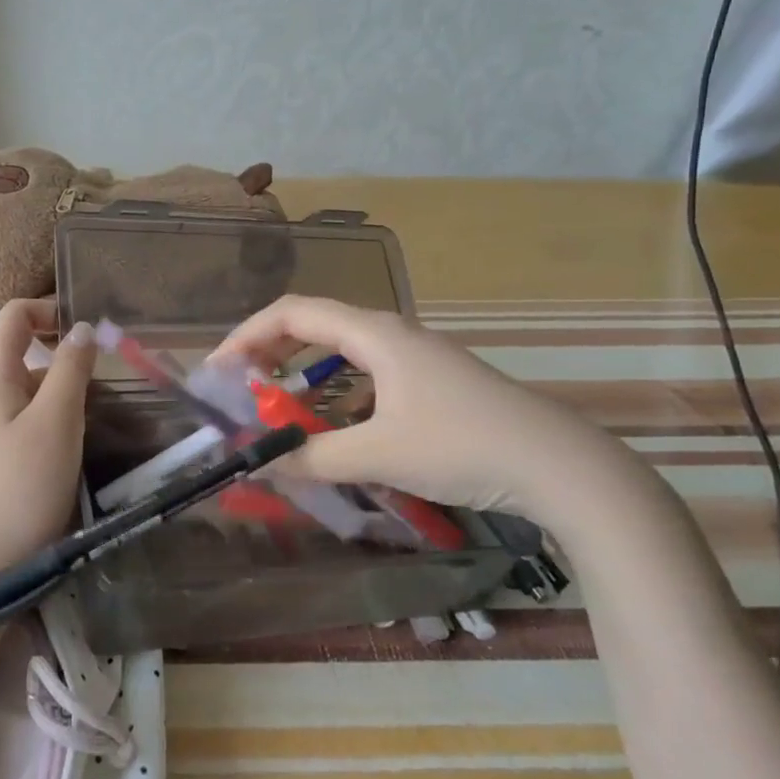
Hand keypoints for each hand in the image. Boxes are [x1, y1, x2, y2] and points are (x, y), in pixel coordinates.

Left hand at [0, 301, 95, 586]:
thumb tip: (81, 328)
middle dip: (65, 358)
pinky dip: (53, 418)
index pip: (14, 316)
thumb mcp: (57, 420)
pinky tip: (76, 444)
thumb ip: (70, 368)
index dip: (49, 309)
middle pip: (23, 352)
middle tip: (106, 383)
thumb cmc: (24, 485)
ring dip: (63, 392)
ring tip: (101, 417)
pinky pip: (25, 418)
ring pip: (28, 389)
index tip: (88, 330)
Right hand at [216, 295, 636, 533]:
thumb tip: (262, 462)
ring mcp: (417, 357)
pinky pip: (368, 375)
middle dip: (270, 352)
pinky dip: (337, 393)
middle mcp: (392, 334)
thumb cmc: (463, 446)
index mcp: (375, 334)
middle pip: (315, 325)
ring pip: (343, 352)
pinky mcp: (433, 383)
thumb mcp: (380, 454)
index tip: (218, 370)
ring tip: (280, 407)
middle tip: (241, 387)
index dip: (247, 335)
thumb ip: (315, 457)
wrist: (561, 466)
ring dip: (304, 373)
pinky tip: (336, 429)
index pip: (293, 312)